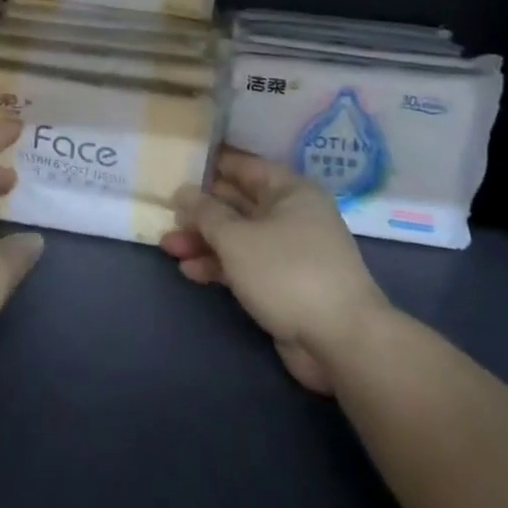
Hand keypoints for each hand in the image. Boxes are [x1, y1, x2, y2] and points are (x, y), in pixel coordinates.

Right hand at [161, 148, 391, 394]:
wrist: (342, 342)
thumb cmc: (287, 272)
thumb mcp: (236, 237)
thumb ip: (205, 212)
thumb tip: (184, 192)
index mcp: (289, 191)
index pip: (243, 166)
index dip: (209, 165)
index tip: (175, 165)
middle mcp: (291, 215)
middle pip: (237, 203)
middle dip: (200, 210)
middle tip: (165, 212)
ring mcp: (289, 252)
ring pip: (238, 236)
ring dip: (204, 240)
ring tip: (168, 246)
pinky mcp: (284, 284)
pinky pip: (245, 265)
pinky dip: (219, 265)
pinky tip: (190, 271)